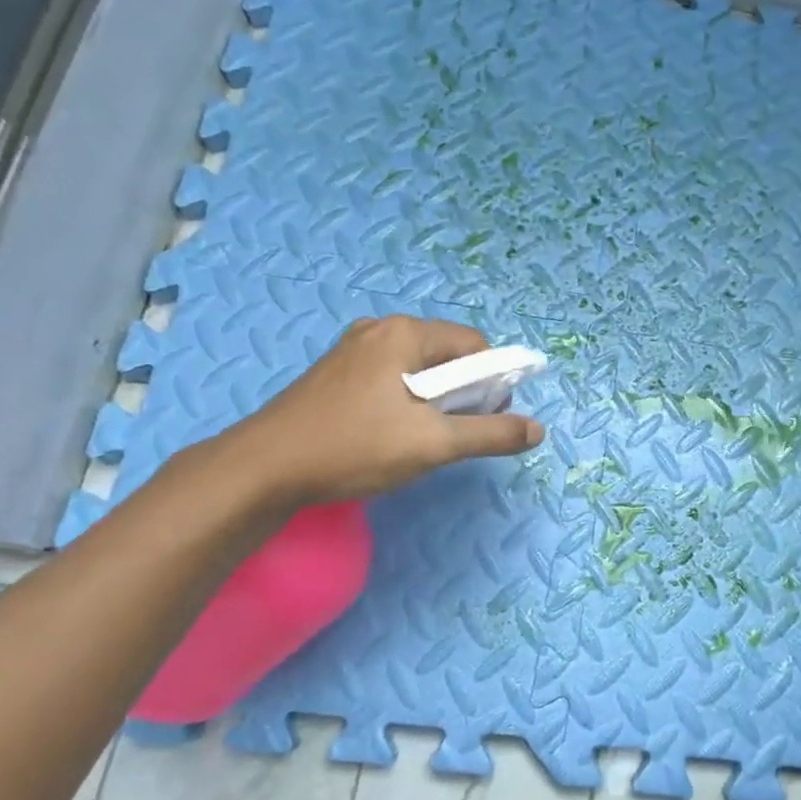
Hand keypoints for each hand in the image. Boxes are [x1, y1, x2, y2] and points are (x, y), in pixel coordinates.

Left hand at [225, 315, 545, 504]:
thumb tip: (537, 431)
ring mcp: (352, 351)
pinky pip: (390, 378)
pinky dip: (406, 402)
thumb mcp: (433, 444)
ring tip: (422, 439)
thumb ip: (491, 434)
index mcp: (404, 334)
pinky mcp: (335, 374)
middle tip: (454, 434)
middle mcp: (378, 330)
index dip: (492, 382)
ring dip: (434, 401)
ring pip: (418, 370)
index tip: (485, 419)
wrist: (263, 469)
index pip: (474, 346)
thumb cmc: (354, 448)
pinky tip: (391, 435)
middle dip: (463, 393)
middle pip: (446, 355)